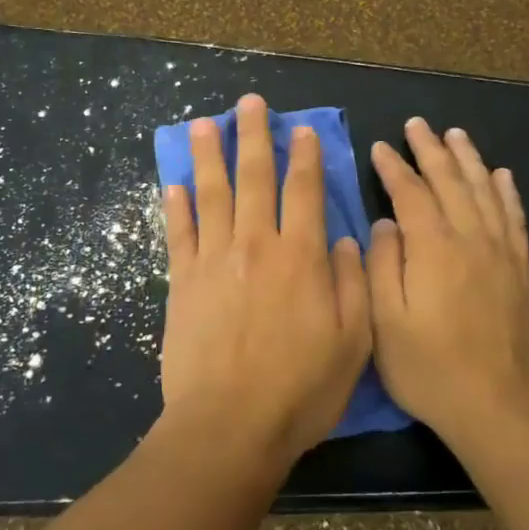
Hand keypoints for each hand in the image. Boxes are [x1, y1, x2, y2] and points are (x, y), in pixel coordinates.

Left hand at [159, 95, 372, 468]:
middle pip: (254, 178)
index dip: (305, 156)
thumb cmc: (300, 390)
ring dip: (208, 155)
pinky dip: (176, 206)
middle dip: (253, 136)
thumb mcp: (353, 343)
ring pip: (212, 194)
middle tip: (249, 103)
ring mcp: (214, 261)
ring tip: (203, 123)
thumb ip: (351, 283)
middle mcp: (256, 245)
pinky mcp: (182, 283)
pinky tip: (175, 184)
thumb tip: (344, 238)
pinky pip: (178, 233)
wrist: (229, 426)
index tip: (301, 129)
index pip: (304, 191)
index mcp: (301, 257)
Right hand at [368, 117, 528, 446]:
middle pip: (450, 182)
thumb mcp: (385, 322)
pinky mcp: (522, 272)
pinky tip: (502, 175)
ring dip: (468, 159)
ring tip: (456, 135)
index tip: (380, 147)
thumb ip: (382, 266)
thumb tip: (386, 223)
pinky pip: (515, 219)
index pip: (410, 194)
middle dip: (431, 150)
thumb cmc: (429, 368)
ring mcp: (502, 254)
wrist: (497, 406)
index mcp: (433, 249)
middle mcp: (471, 239)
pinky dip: (507, 193)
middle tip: (417, 125)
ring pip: (484, 192)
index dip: (394, 168)